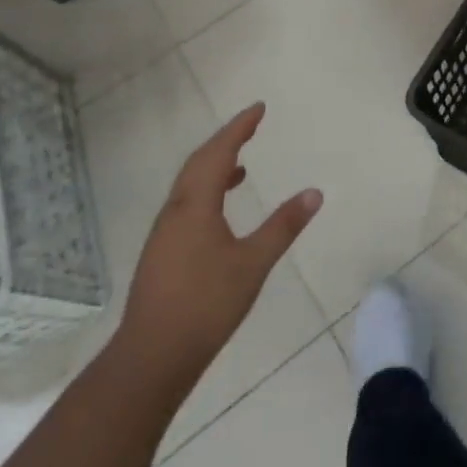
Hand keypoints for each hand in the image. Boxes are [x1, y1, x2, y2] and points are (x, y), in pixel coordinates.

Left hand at [113, 104, 321, 393]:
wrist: (151, 358)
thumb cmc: (206, 305)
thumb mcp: (253, 263)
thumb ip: (283, 226)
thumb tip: (314, 193)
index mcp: (195, 205)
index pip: (218, 153)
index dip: (238, 128)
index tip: (258, 108)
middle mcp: (175, 211)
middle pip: (198, 163)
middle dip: (225, 140)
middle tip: (251, 126)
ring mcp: (164, 233)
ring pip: (189, 185)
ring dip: (214, 166)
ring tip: (242, 165)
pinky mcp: (162, 253)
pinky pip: (186, 204)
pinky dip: (207, 190)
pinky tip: (222, 210)